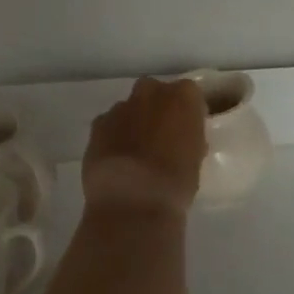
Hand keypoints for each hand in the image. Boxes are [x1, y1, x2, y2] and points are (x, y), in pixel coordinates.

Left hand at [81, 77, 207, 218]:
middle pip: (155, 92)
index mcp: (183, 97)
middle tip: (161, 138)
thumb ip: (189, 141)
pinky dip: (112, 137)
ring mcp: (120, 107)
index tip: (188, 132)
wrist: (132, 200)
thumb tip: (182, 142)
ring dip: (133, 123)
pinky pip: (109, 125)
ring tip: (135, 154)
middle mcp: (151, 92)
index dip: (187, 113)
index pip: (189, 94)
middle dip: (157, 109)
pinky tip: (116, 160)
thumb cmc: (176, 182)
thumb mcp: (195, 161)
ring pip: (129, 109)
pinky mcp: (97, 125)